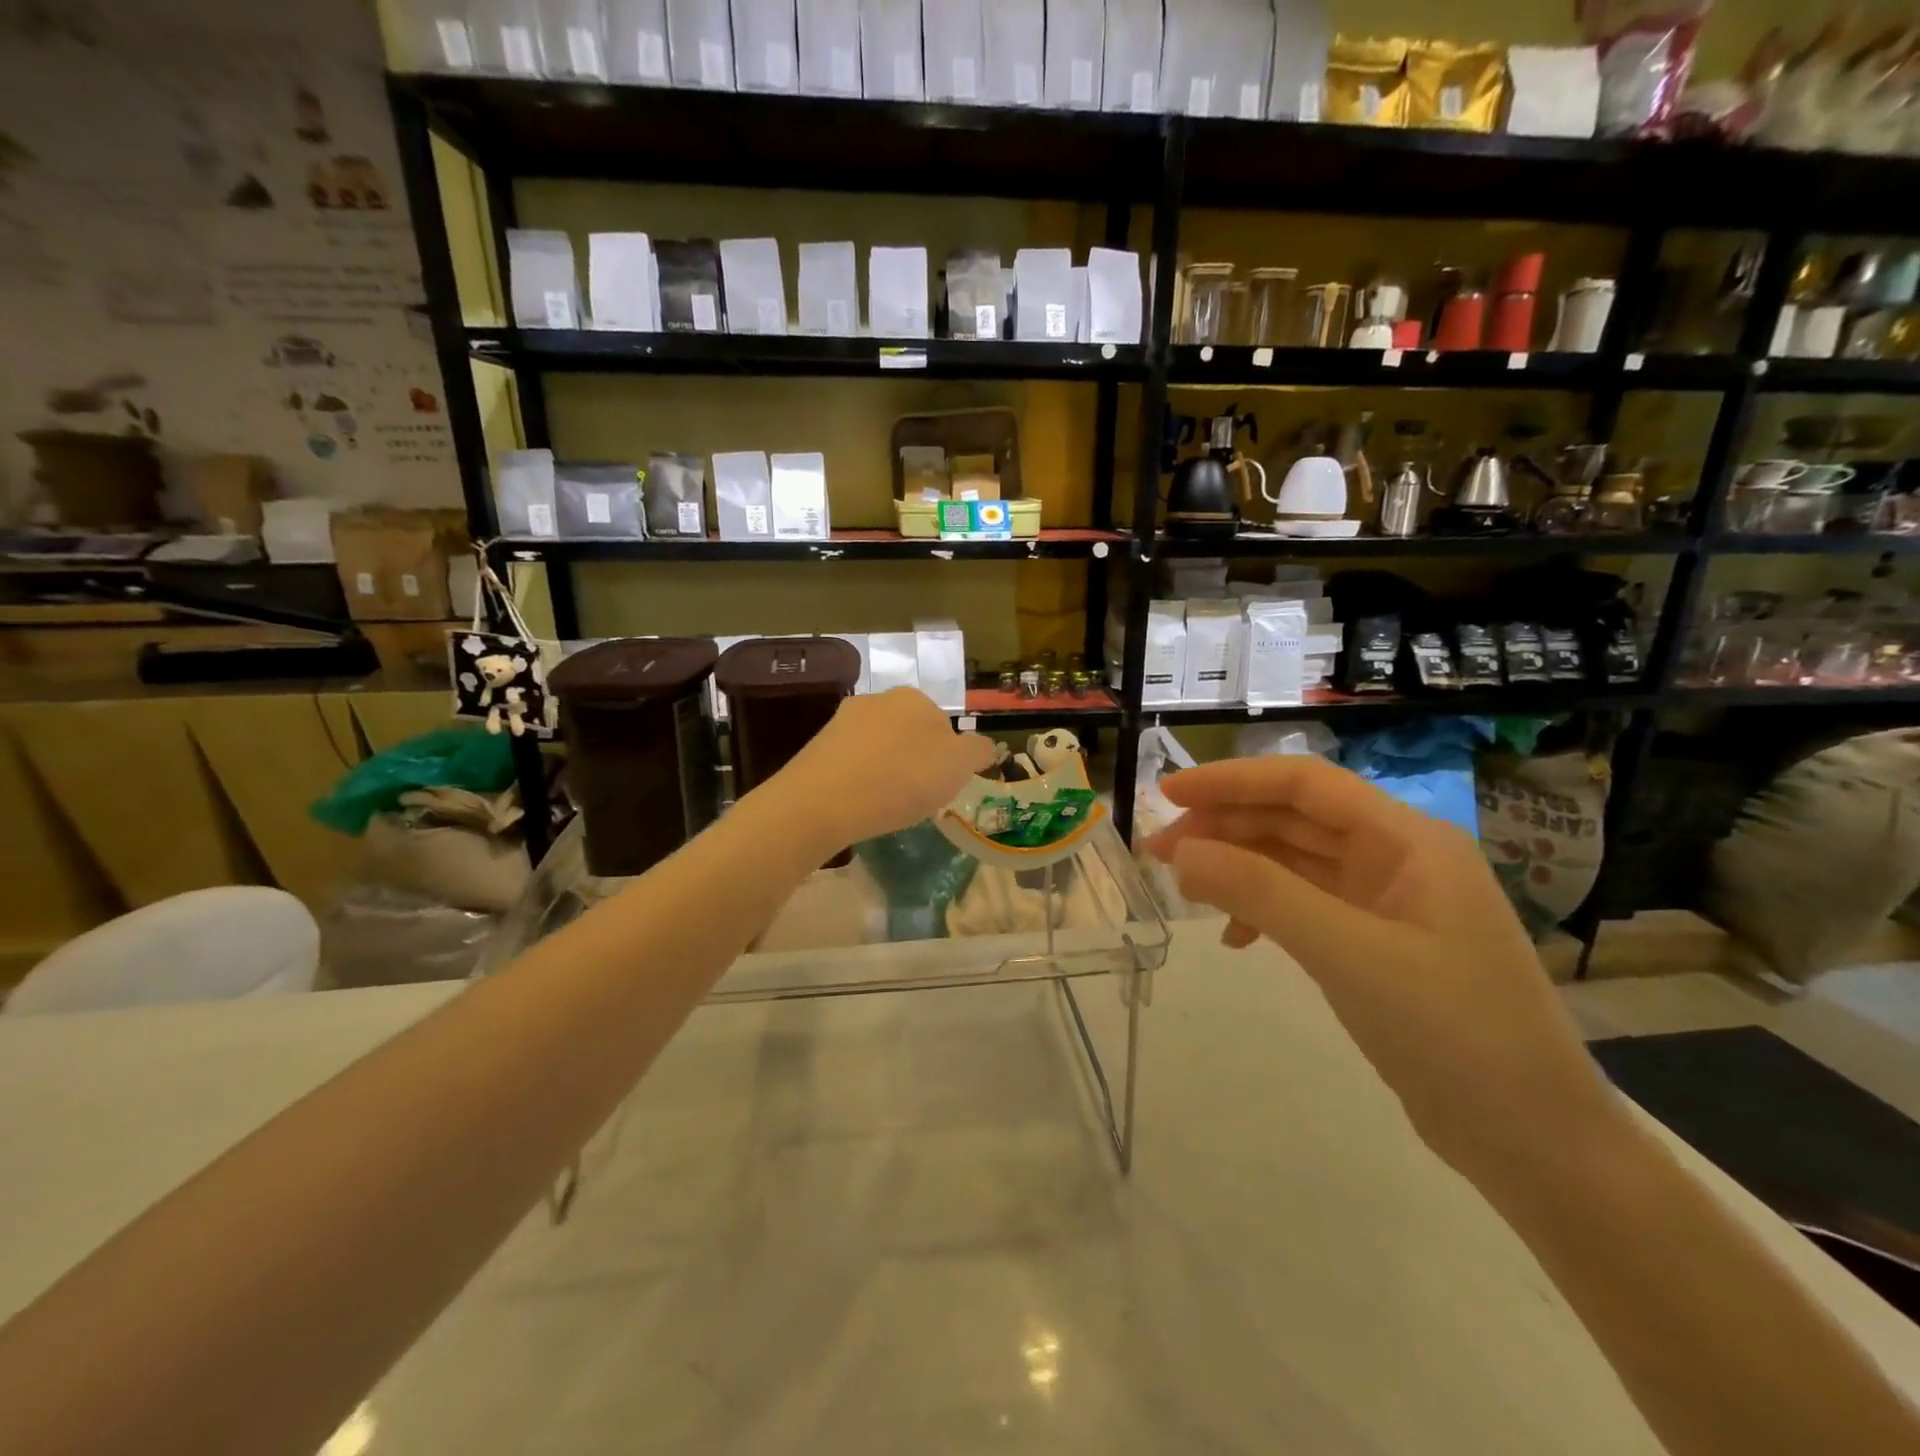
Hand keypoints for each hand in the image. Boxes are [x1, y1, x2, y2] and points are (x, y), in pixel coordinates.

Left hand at [770, 687, 994, 850]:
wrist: (821, 802)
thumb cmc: (901, 779)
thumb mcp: (958, 766)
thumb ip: (977, 751)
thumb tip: (982, 747)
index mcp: (914, 698)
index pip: (946, 727)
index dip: (950, 760)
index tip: (943, 787)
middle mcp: (877, 700)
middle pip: (912, 735)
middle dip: (918, 762)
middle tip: (918, 797)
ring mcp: (843, 722)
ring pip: (881, 748)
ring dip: (889, 771)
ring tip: (887, 805)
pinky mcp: (818, 748)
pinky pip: (854, 764)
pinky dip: (862, 781)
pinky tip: (860, 804)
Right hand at [1146, 755, 1622, 1185]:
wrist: (1535, 1144)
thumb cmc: (1455, 1035)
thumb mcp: (1350, 956)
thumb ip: (1263, 894)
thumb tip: (1182, 852)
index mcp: (1407, 840)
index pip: (1305, 784)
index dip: (1232, 780)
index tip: (1167, 794)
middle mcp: (1397, 857)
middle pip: (1294, 818)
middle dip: (1225, 826)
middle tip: (1160, 851)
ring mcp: (1387, 902)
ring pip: (1294, 861)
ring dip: (1237, 866)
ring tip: (1183, 887)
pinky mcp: (1375, 943)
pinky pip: (1304, 905)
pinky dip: (1262, 910)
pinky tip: (1234, 938)